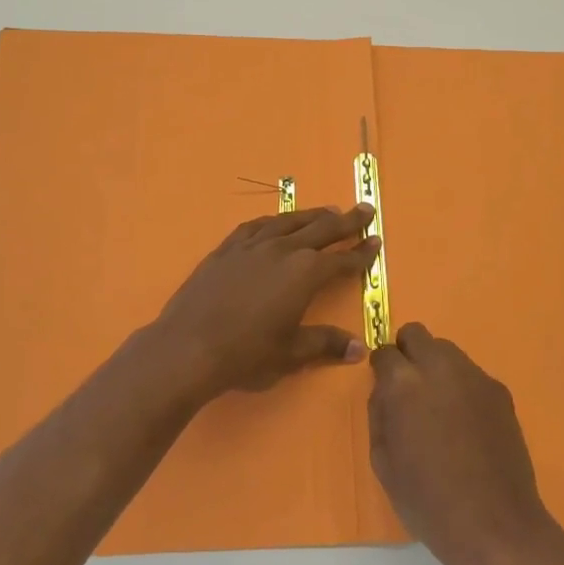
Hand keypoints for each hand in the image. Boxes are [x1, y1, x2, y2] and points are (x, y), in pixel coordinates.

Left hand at [152, 205, 379, 398]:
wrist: (187, 346)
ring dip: (312, 215)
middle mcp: (283, 250)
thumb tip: (358, 347)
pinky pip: (256, 226)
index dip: (361, 253)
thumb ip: (325, 344)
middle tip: (364, 209)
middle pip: (321, 229)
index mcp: (305, 274)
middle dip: (346, 221)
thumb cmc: (246, 354)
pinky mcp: (227, 249)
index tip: (376, 241)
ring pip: (289, 222)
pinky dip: (274, 222)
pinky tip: (276, 223)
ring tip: (328, 211)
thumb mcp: (291, 353)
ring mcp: (252, 246)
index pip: (342, 260)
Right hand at [369, 324, 555, 564]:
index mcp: (404, 383)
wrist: (494, 525)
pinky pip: (471, 375)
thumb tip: (385, 392)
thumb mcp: (383, 462)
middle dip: (407, 353)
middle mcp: (439, 367)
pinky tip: (467, 424)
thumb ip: (379, 414)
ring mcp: (474, 376)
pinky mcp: (499, 390)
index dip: (381, 369)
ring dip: (436, 367)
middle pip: (417, 334)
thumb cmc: (428, 500)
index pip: (384, 352)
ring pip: (447, 350)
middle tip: (409, 388)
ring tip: (440, 408)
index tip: (385, 388)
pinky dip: (462, 387)